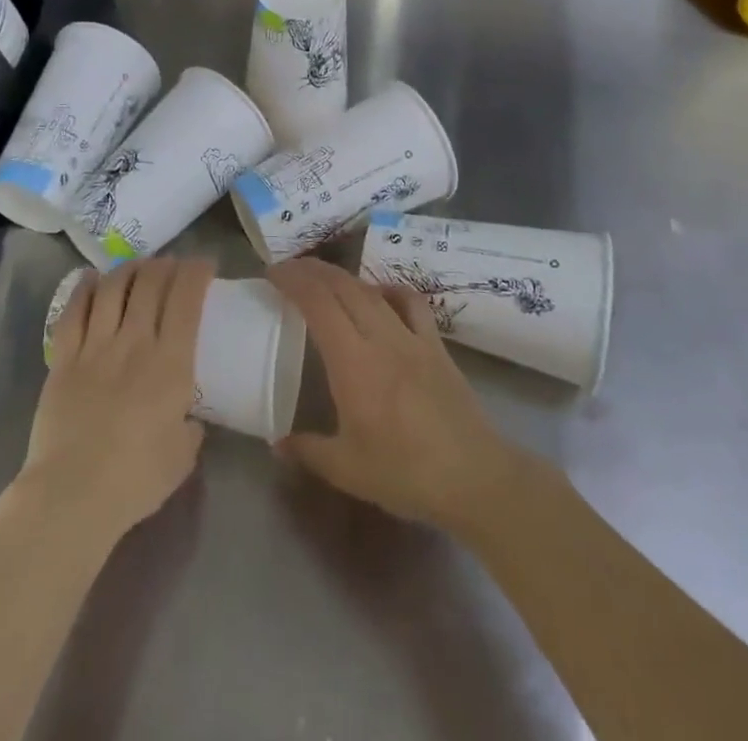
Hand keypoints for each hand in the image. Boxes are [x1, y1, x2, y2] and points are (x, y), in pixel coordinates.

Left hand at [19, 257, 212, 545]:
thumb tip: (187, 416)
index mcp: (171, 363)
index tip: (204, 265)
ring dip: (129, 269)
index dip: (196, 273)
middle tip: (172, 266)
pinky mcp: (63, 358)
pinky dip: (85, 288)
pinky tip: (92, 279)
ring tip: (138, 267)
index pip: (186, 299)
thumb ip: (190, 426)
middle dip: (165, 265)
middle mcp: (134, 342)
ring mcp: (95, 346)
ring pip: (113, 288)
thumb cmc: (136, 479)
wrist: (72, 494)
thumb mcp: (183, 455)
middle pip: (150, 282)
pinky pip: (74, 310)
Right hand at [268, 258, 526, 530]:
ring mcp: (412, 337)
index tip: (272, 273)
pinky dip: (389, 289)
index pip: (318, 303)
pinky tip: (380, 295)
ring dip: (343, 277)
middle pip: (343, 286)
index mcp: (353, 362)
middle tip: (289, 270)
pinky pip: (411, 302)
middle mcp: (381, 338)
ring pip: (372, 290)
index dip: (293, 280)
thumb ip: (308, 450)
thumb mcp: (346, 470)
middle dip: (312, 270)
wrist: (476, 478)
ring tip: (324, 279)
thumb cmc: (406, 474)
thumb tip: (276, 442)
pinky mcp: (436, 345)